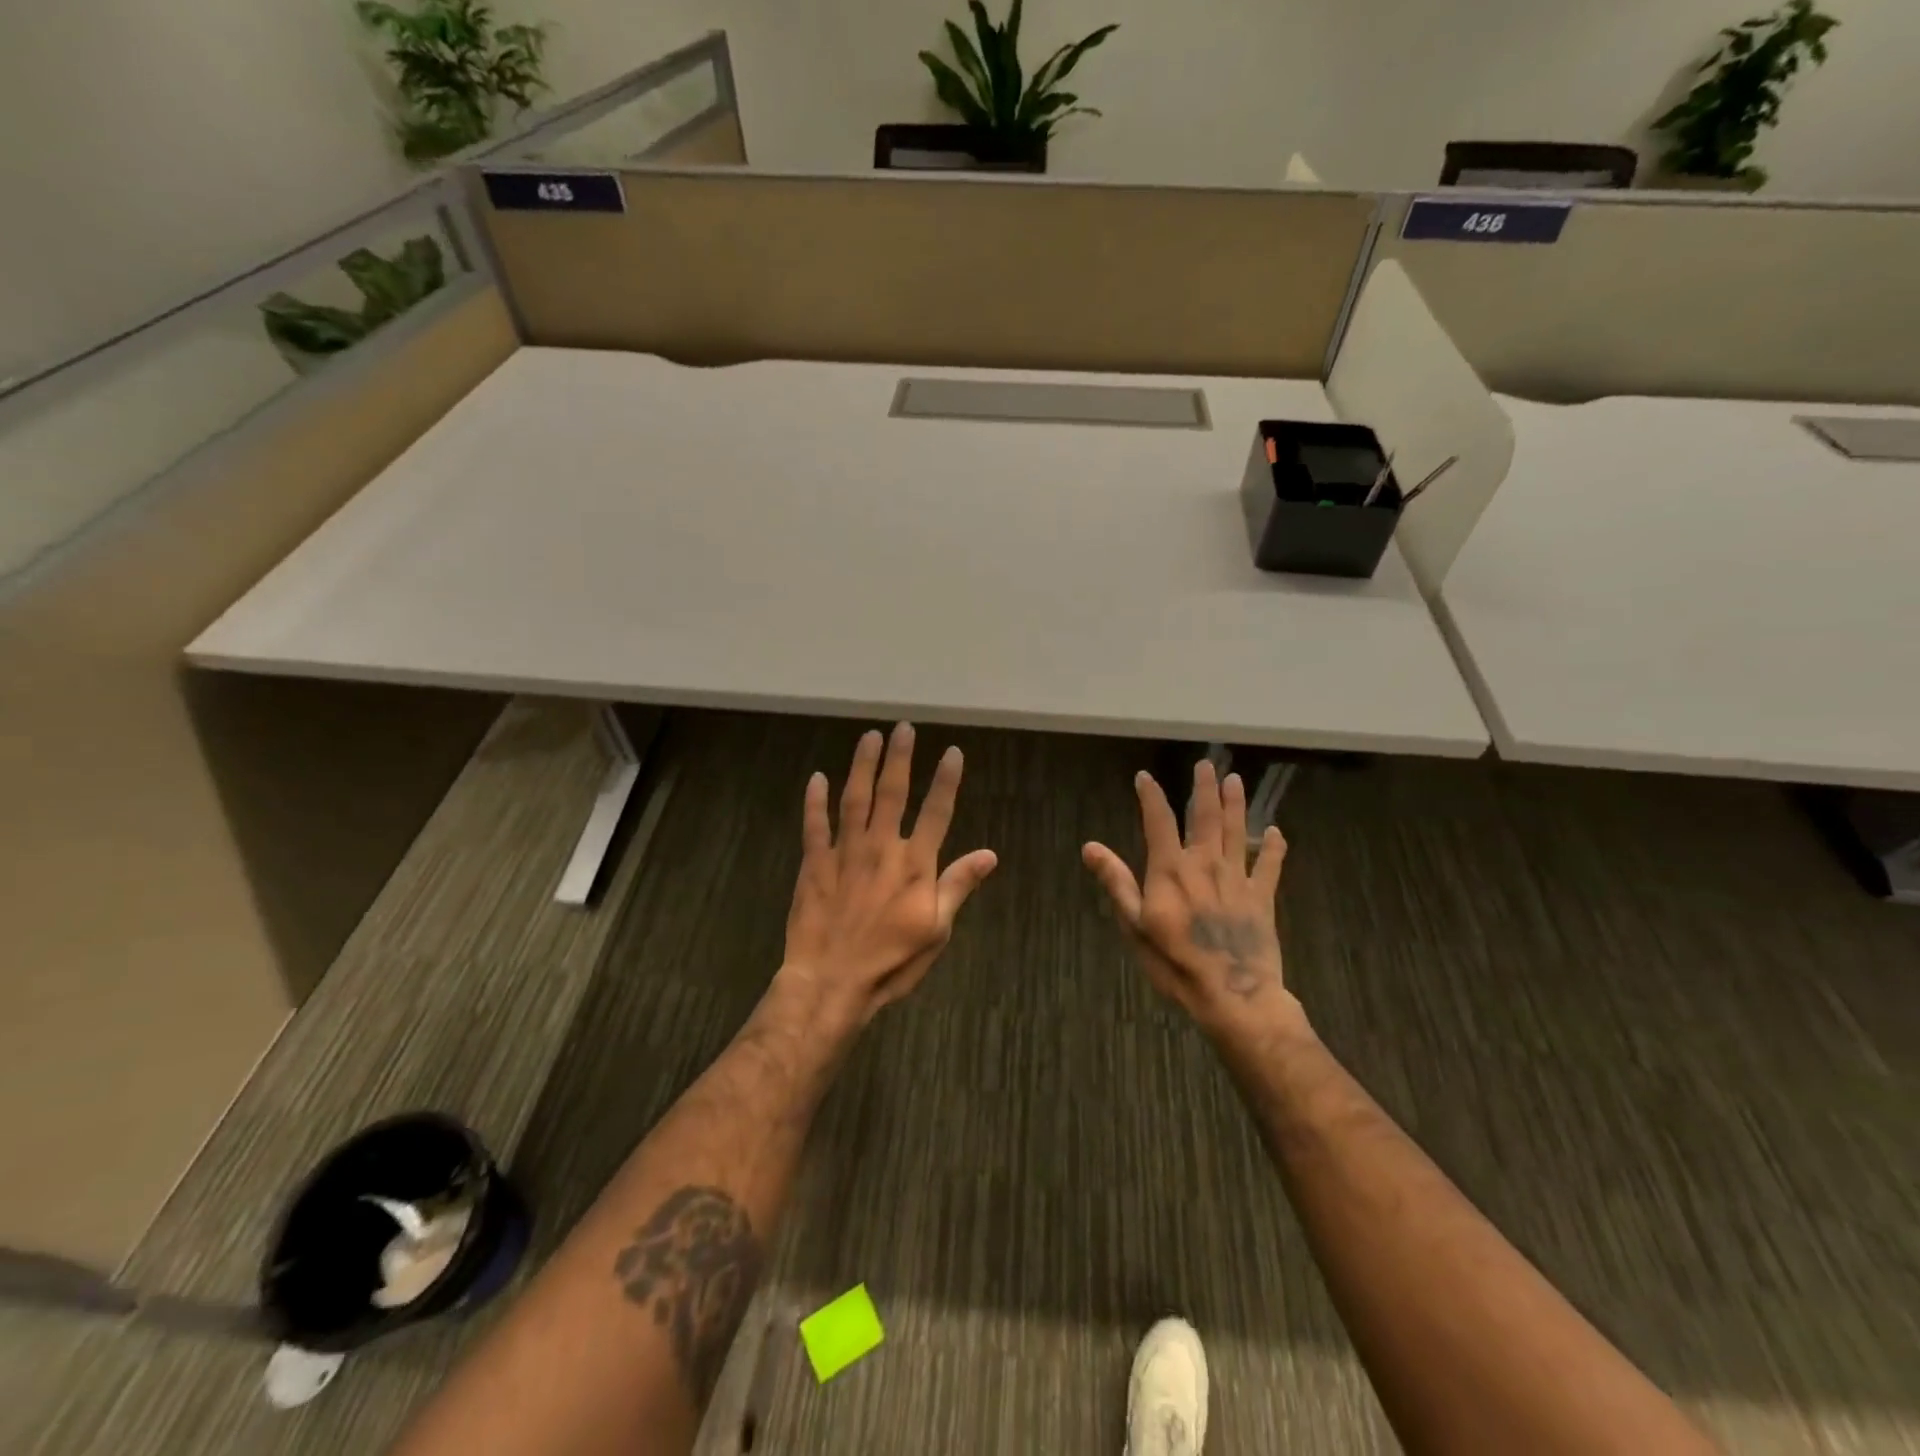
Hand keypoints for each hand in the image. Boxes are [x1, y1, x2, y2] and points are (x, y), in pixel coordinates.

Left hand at [776, 723, 996, 1031]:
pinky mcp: (814, 863)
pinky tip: (816, 777)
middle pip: (893, 793)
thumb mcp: (936, 930)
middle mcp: (881, 847)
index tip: (952, 752)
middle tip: (903, 727)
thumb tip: (989, 854)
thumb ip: (958, 886)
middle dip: (900, 758)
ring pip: (854, 798)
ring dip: (862, 765)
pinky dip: (814, 800)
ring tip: (869, 737)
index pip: (936, 811)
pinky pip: (814, 824)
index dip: (946, 780)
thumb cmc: (891, 962)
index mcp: (915, 864)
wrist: (831, 982)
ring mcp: (844, 852)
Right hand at [1082, 760, 1302, 1039]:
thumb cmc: (1175, 963)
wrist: (1233, 995)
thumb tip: (1090, 847)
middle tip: (1207, 765)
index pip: (1159, 822)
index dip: (1151, 796)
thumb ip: (1116, 882)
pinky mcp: (1262, 898)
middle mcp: (1205, 864)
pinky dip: (1274, 848)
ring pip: (1238, 832)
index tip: (1145, 777)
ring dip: (1236, 804)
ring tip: (1236, 780)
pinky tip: (1277, 832)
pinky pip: (1269, 866)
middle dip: (1204, 788)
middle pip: (1206, 817)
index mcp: (1171, 870)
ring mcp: (1237, 879)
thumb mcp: (1134, 925)